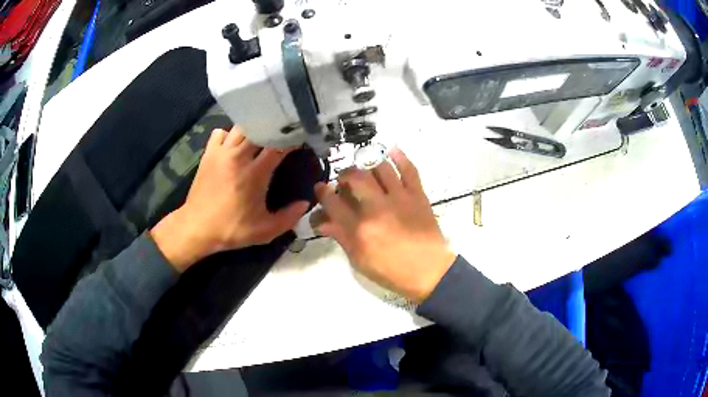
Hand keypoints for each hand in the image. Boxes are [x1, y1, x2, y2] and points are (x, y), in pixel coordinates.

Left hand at [151, 126, 308, 271]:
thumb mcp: (265, 231)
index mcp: (255, 173)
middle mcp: (239, 156)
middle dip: (274, 129)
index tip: (301, 139)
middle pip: (261, 129)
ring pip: (241, 127)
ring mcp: (221, 152)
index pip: (279, 144)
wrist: (196, 228)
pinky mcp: (208, 154)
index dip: (293, 139)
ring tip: (260, 138)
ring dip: (253, 130)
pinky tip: (233, 145)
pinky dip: (229, 135)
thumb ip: (289, 218)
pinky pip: (221, 133)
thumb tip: (305, 203)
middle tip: (282, 135)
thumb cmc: (231, 229)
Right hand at [314, 148, 454, 302]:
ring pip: (380, 168)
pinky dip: (401, 157)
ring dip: (368, 163)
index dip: (322, 192)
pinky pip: (409, 170)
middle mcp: (377, 208)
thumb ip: (340, 237)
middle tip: (344, 178)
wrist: (429, 272)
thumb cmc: (392, 271)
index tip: (320, 187)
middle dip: (345, 174)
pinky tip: (392, 149)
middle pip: (355, 178)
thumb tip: (322, 221)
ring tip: (364, 167)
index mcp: (359, 228)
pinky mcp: (417, 195)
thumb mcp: (360, 260)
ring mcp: (399, 198)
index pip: (333, 202)